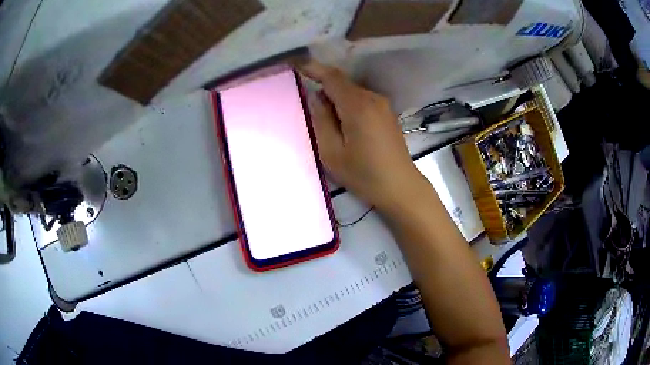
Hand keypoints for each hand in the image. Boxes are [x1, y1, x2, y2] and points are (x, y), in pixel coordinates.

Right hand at [298, 60, 423, 211]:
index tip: (296, 64)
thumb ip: (321, 120)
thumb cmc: (364, 174)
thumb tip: (315, 97)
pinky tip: (345, 125)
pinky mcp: (387, 114)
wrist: (400, 187)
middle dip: (324, 88)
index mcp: (357, 105)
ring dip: (336, 99)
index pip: (332, 77)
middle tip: (309, 107)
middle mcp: (372, 98)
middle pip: (343, 83)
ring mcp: (382, 105)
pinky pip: (362, 100)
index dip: (313, 68)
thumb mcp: (332, 152)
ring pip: (352, 92)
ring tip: (327, 122)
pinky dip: (348, 105)